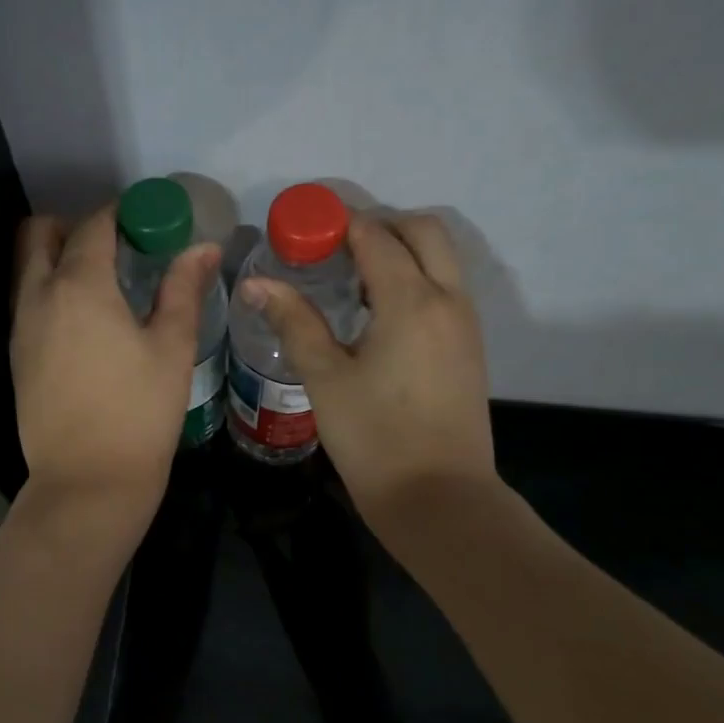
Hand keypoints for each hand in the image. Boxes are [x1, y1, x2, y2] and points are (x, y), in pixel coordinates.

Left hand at [12, 205, 221, 510]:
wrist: (87, 480)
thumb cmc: (140, 412)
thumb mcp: (172, 347)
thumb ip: (183, 289)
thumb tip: (202, 247)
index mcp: (79, 286)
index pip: (93, 225)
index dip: (121, 214)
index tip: (148, 220)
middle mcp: (39, 296)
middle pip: (41, 234)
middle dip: (74, 226)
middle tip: (117, 245)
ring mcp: (21, 326)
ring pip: (28, 266)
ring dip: (58, 256)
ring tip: (103, 280)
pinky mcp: (16, 354)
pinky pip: (27, 299)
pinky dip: (49, 288)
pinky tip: (85, 317)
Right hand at [240, 213, 495, 521]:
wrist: (439, 498)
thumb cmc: (374, 438)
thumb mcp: (325, 377)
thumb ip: (294, 321)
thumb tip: (255, 283)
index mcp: (411, 301)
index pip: (376, 236)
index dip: (338, 224)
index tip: (303, 230)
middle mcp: (448, 299)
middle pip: (423, 230)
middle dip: (379, 225)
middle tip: (333, 247)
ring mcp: (465, 323)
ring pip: (440, 257)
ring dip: (400, 250)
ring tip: (351, 276)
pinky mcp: (469, 346)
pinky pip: (445, 287)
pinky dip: (416, 276)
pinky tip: (377, 311)